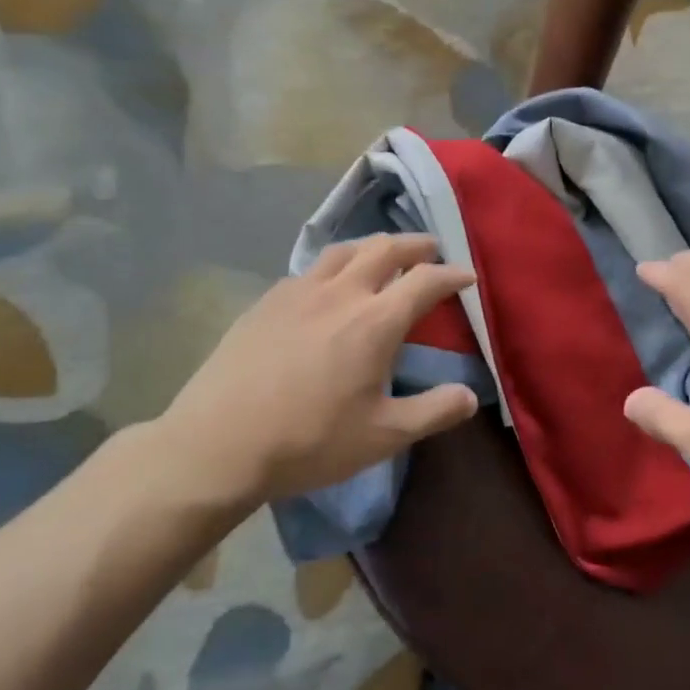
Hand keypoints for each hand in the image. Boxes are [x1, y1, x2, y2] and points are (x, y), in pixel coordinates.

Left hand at [159, 235, 478, 509]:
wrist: (218, 445)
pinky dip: (334, 267)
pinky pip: (309, 270)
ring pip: (343, 251)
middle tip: (431, 249)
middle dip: (414, 245)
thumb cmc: (310, 441)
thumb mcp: (384, 436)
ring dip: (372, 246)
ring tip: (382, 255)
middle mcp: (340, 293)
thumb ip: (434, 411)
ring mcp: (297, 292)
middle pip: (384, 249)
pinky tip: (328, 287)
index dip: (452, 274)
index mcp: (375, 321)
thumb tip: (471, 396)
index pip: (425, 280)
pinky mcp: (266, 302)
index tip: (467, 276)